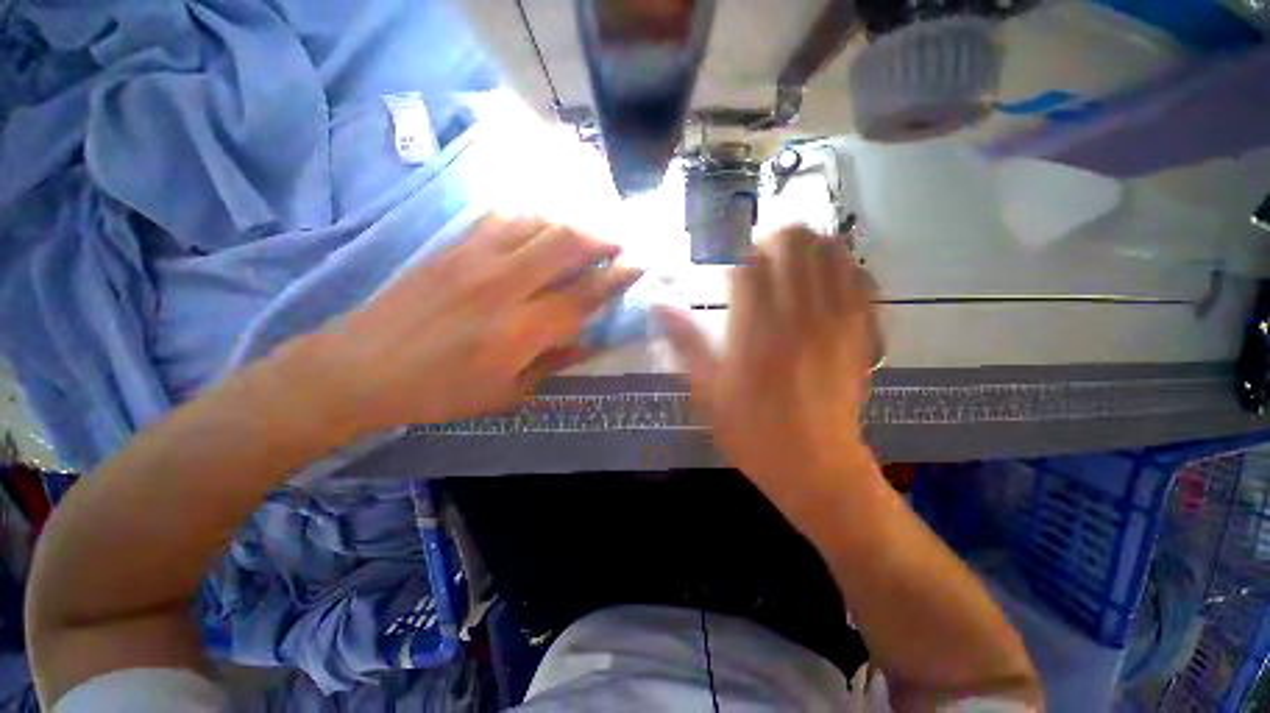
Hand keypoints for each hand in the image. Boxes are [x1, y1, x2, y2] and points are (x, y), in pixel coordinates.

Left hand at [308, 215, 641, 433]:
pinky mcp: (452, 246)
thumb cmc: (439, 392)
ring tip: (588, 229)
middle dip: (602, 238)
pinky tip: (542, 223)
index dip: (615, 278)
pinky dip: (532, 215)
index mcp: (521, 331)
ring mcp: (476, 259)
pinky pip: (501, 216)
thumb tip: (587, 343)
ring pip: (537, 222)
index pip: (583, 295)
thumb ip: (552, 364)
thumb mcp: (505, 395)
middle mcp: (505, 286)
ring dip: (571, 222)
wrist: (360, 368)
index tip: (637, 264)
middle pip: (566, 245)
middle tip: (620, 241)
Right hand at [656, 226, 880, 520]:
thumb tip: (658, 306)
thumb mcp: (708, 392)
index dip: (737, 253)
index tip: (730, 261)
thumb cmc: (753, 432)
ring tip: (792, 260)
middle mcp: (798, 316)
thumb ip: (685, 343)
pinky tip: (826, 278)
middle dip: (775, 238)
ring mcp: (836, 321)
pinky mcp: (861, 332)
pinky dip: (842, 266)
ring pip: (832, 253)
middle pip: (795, 244)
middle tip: (761, 254)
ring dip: (809, 245)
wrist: (816, 466)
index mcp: (756, 331)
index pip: (749, 264)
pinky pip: (860, 279)